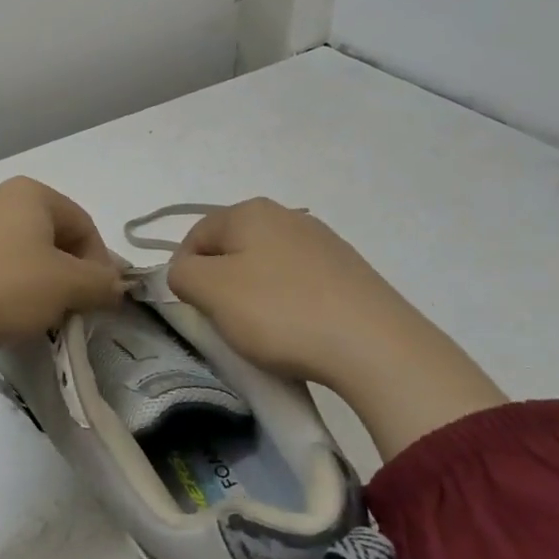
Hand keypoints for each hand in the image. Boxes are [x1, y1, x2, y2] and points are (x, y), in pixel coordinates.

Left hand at [0, 177, 123, 392]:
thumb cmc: (6, 285)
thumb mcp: (67, 286)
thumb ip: (101, 283)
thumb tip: (116, 285)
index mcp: (31, 193)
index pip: (84, 224)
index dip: (100, 263)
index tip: (99, 299)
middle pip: (50, 235)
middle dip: (67, 272)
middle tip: (70, 308)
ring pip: (19, 250)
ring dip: (36, 281)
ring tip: (34, 315)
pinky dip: (3, 284)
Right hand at [167, 199, 504, 459]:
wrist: (376, 347)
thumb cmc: (280, 311)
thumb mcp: (211, 292)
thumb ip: (182, 274)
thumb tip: (187, 272)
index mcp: (249, 211)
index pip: (195, 236)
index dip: (185, 273)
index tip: (195, 310)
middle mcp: (286, 215)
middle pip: (233, 250)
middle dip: (222, 284)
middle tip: (226, 322)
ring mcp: (323, 242)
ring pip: (267, 267)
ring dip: (256, 296)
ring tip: (266, 333)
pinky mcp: (350, 272)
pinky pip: (301, 284)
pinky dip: (290, 305)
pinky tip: (300, 332)